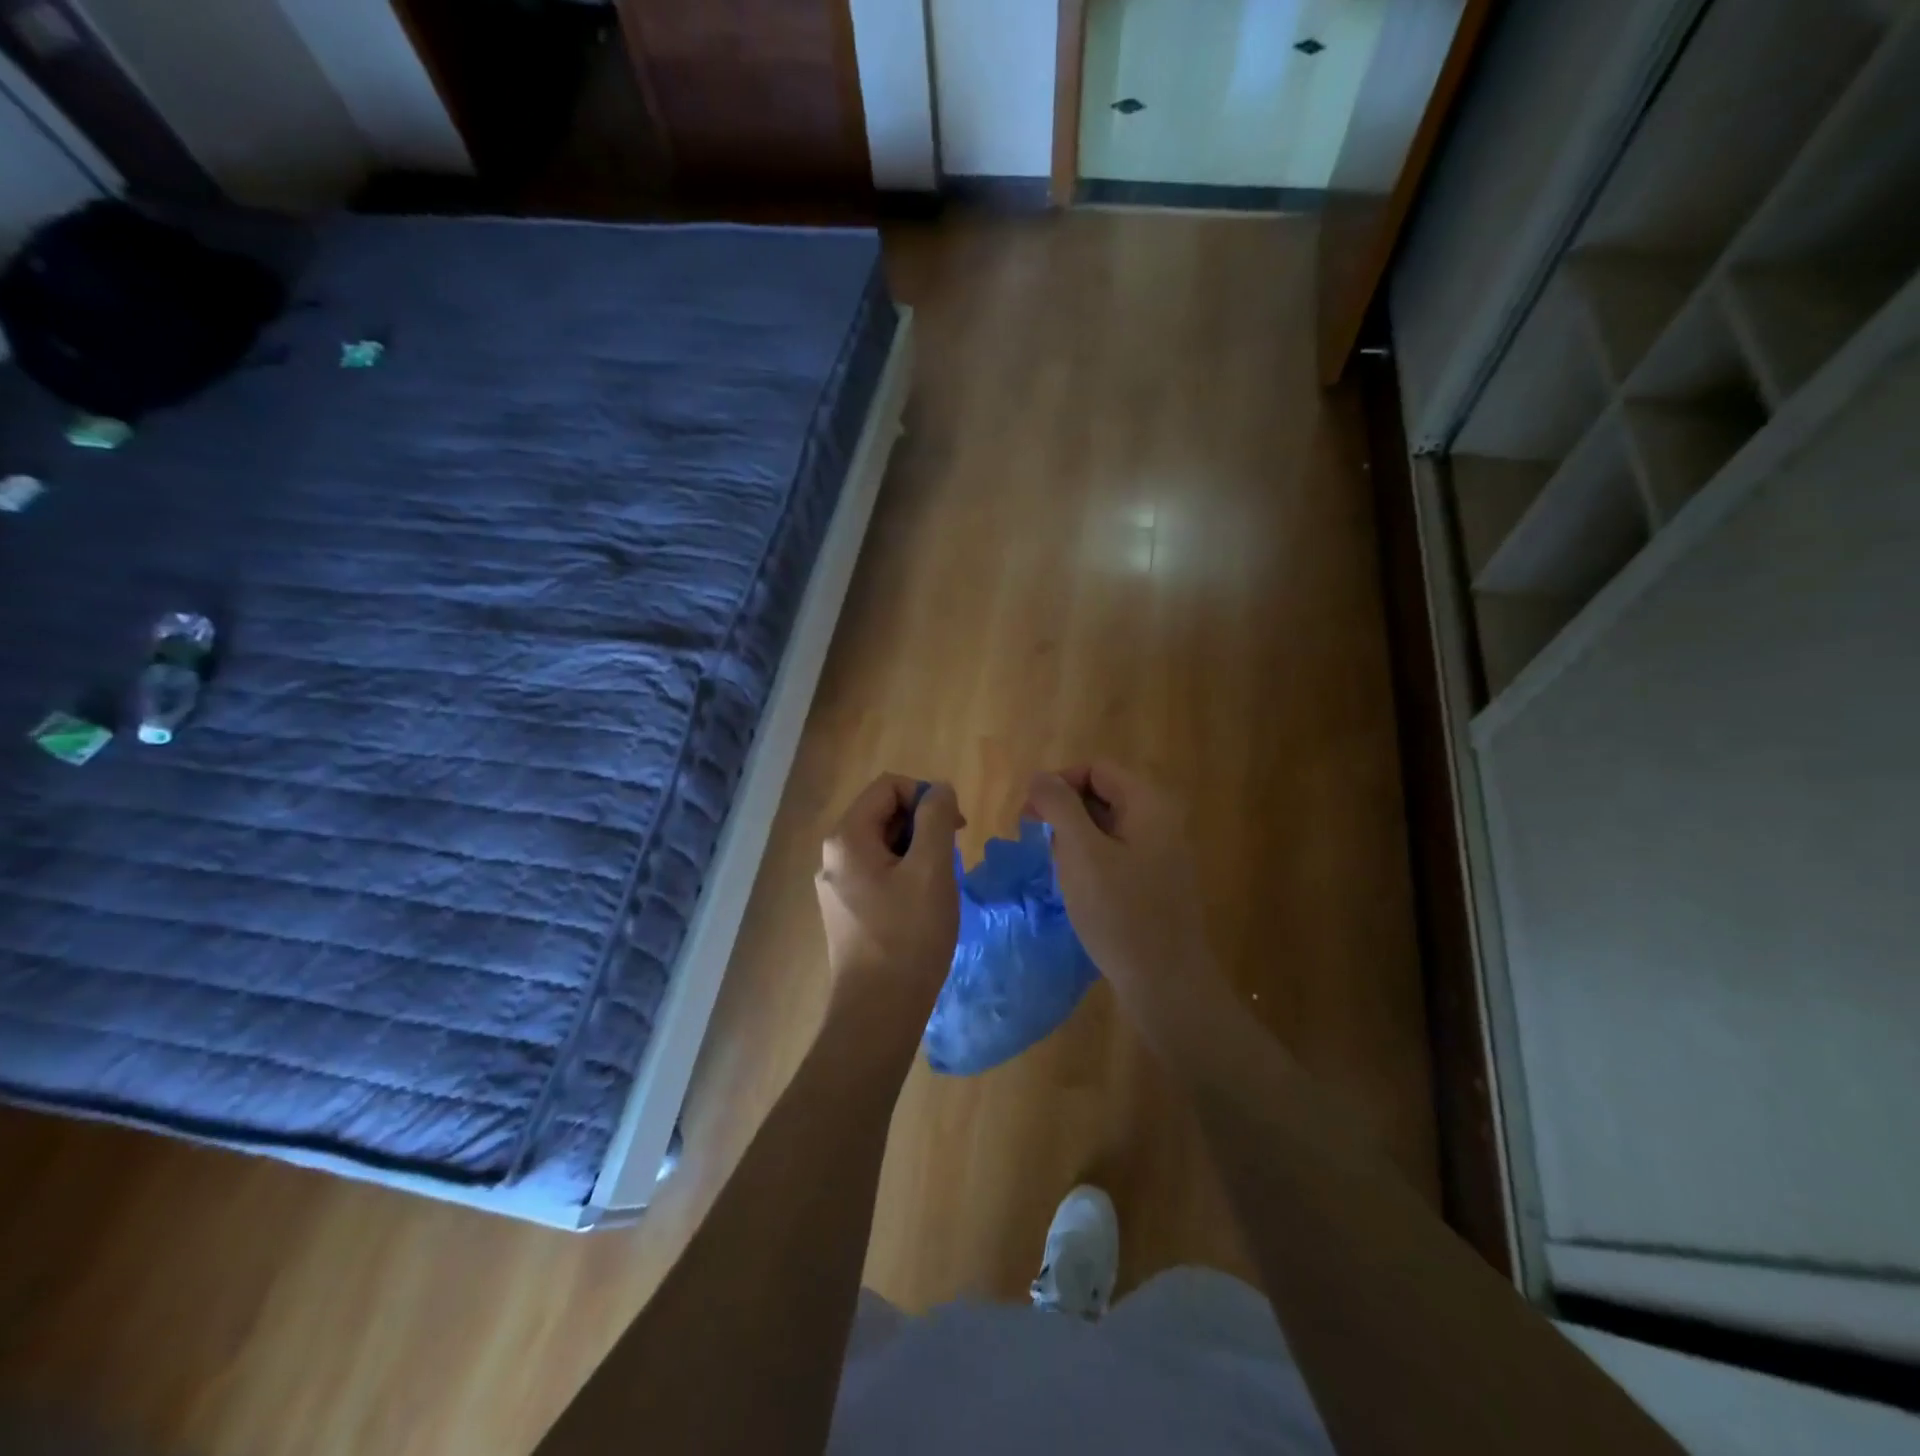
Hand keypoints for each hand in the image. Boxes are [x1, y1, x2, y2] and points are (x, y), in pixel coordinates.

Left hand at [815, 775, 964, 1037]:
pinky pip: (878, 874)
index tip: (954, 828)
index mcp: (847, 838)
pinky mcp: (846, 911)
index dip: (925, 796)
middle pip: (883, 814)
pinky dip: (905, 876)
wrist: (878, 1012)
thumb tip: (939, 790)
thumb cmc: (908, 936)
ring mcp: (836, 886)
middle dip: (923, 826)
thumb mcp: (931, 869)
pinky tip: (922, 907)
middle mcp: (833, 856)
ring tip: (938, 886)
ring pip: (884, 846)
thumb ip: (937, 818)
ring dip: (917, 853)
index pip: (889, 786)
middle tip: (951, 859)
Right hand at [1025, 763, 1232, 1040]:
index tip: (1030, 817)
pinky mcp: (1156, 881)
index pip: (1095, 769)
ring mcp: (1162, 852)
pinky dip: (1091, 859)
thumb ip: (1059, 806)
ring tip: (1056, 867)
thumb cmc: (1120, 913)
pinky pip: (1117, 852)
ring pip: (1107, 826)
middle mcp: (1161, 820)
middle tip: (1036, 841)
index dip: (1058, 784)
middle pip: (1103, 794)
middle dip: (1064, 811)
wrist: (1166, 983)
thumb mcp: (1081, 853)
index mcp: (1148, 803)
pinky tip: (1077, 886)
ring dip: (1075, 837)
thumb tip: (1040, 777)